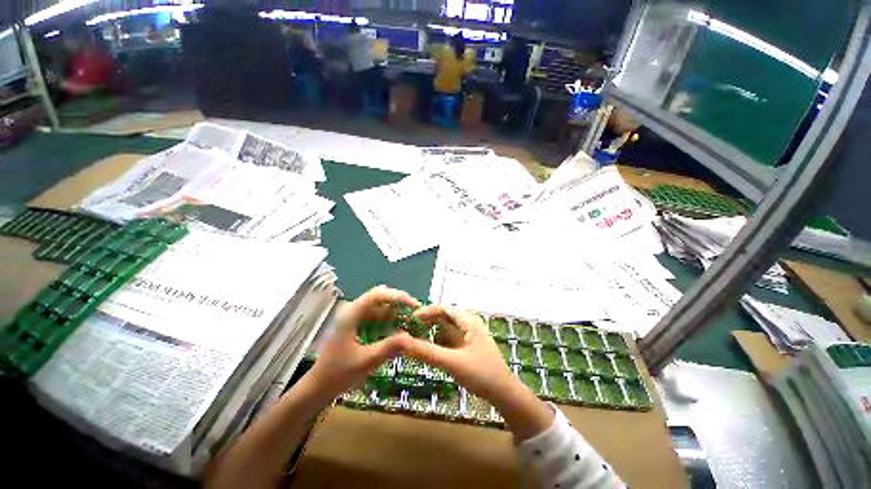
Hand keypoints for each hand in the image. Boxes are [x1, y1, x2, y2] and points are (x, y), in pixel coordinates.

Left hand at [307, 286, 418, 398]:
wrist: (318, 387)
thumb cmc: (338, 374)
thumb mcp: (367, 361)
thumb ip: (390, 346)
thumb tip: (411, 337)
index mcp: (352, 314)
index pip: (378, 294)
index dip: (398, 296)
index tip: (414, 306)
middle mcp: (354, 311)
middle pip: (381, 298)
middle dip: (399, 304)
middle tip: (416, 315)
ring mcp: (356, 318)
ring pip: (381, 308)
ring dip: (396, 314)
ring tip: (412, 324)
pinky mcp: (358, 326)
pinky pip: (378, 318)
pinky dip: (390, 322)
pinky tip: (400, 331)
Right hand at [402, 306, 515, 400]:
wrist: (504, 395)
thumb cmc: (482, 374)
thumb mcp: (452, 362)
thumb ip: (426, 352)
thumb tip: (400, 341)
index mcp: (468, 321)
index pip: (444, 309)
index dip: (426, 311)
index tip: (409, 320)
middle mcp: (467, 325)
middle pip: (443, 318)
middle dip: (426, 323)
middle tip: (407, 331)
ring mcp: (467, 337)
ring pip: (443, 330)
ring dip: (429, 333)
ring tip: (412, 340)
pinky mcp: (465, 348)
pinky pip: (446, 341)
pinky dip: (435, 344)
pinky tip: (426, 351)